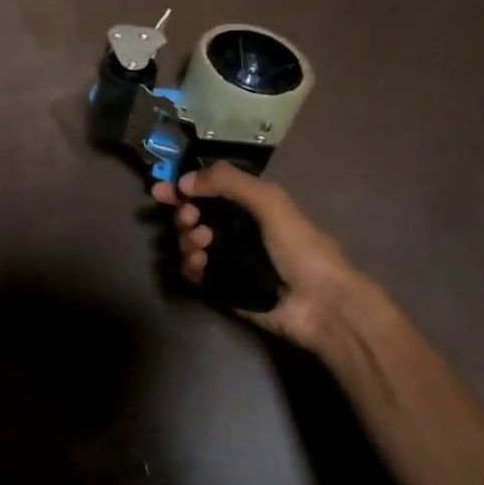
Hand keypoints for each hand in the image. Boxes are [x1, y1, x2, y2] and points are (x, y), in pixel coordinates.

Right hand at [154, 164, 376, 352]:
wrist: (320, 304)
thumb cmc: (300, 247)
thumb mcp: (270, 202)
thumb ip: (229, 182)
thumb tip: (184, 181)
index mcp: (250, 204)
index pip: (209, 188)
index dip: (184, 186)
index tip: (163, 189)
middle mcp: (235, 228)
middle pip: (193, 213)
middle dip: (183, 212)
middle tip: (188, 217)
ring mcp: (227, 258)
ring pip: (189, 241)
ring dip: (186, 238)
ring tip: (201, 243)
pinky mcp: (220, 285)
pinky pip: (192, 271)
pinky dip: (189, 264)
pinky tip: (200, 264)